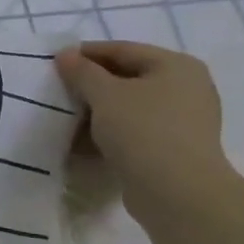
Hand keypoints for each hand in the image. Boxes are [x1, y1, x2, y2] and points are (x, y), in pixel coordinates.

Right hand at [54, 41, 235, 220]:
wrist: (177, 193)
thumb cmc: (142, 130)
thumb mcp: (104, 94)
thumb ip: (82, 71)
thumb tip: (66, 55)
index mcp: (176, 65)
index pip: (122, 50)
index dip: (86, 54)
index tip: (56, 62)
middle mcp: (187, 88)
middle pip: (128, 77)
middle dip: (92, 84)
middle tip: (60, 90)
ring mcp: (185, 120)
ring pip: (131, 106)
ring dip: (100, 111)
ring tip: (68, 117)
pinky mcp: (176, 148)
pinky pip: (137, 130)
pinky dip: (113, 132)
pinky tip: (86, 141)